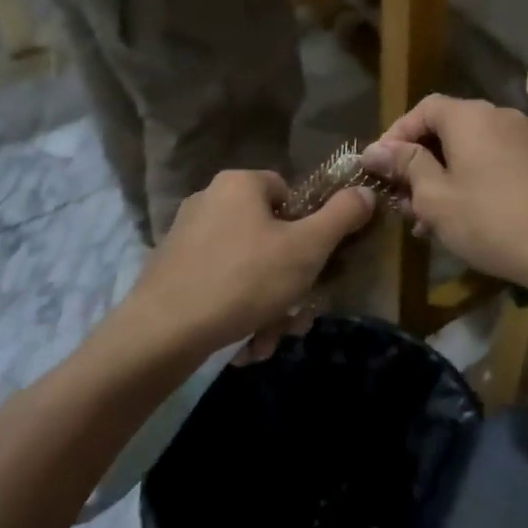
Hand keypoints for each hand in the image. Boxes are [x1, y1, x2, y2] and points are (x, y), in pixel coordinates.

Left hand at [121, 170, 374, 362]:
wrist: (162, 333)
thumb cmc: (244, 280)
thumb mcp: (307, 248)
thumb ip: (342, 216)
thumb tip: (366, 191)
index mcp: (239, 184)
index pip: (289, 194)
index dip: (309, 230)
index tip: (313, 266)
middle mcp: (208, 201)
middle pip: (269, 238)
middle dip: (289, 284)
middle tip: (296, 317)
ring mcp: (185, 237)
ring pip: (246, 269)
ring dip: (267, 306)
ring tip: (268, 340)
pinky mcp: (170, 271)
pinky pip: (219, 285)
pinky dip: (237, 311)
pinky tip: (243, 343)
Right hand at [362, 97, 527, 292]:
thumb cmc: (487, 219)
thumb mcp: (434, 195)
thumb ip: (404, 165)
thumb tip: (374, 150)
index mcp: (469, 116)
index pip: (422, 109)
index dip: (396, 135)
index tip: (379, 168)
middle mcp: (497, 115)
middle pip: (445, 128)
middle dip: (418, 161)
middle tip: (400, 198)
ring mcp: (521, 137)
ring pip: (468, 148)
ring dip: (441, 175)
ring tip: (424, 217)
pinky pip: (490, 160)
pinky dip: (468, 178)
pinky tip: (458, 215)